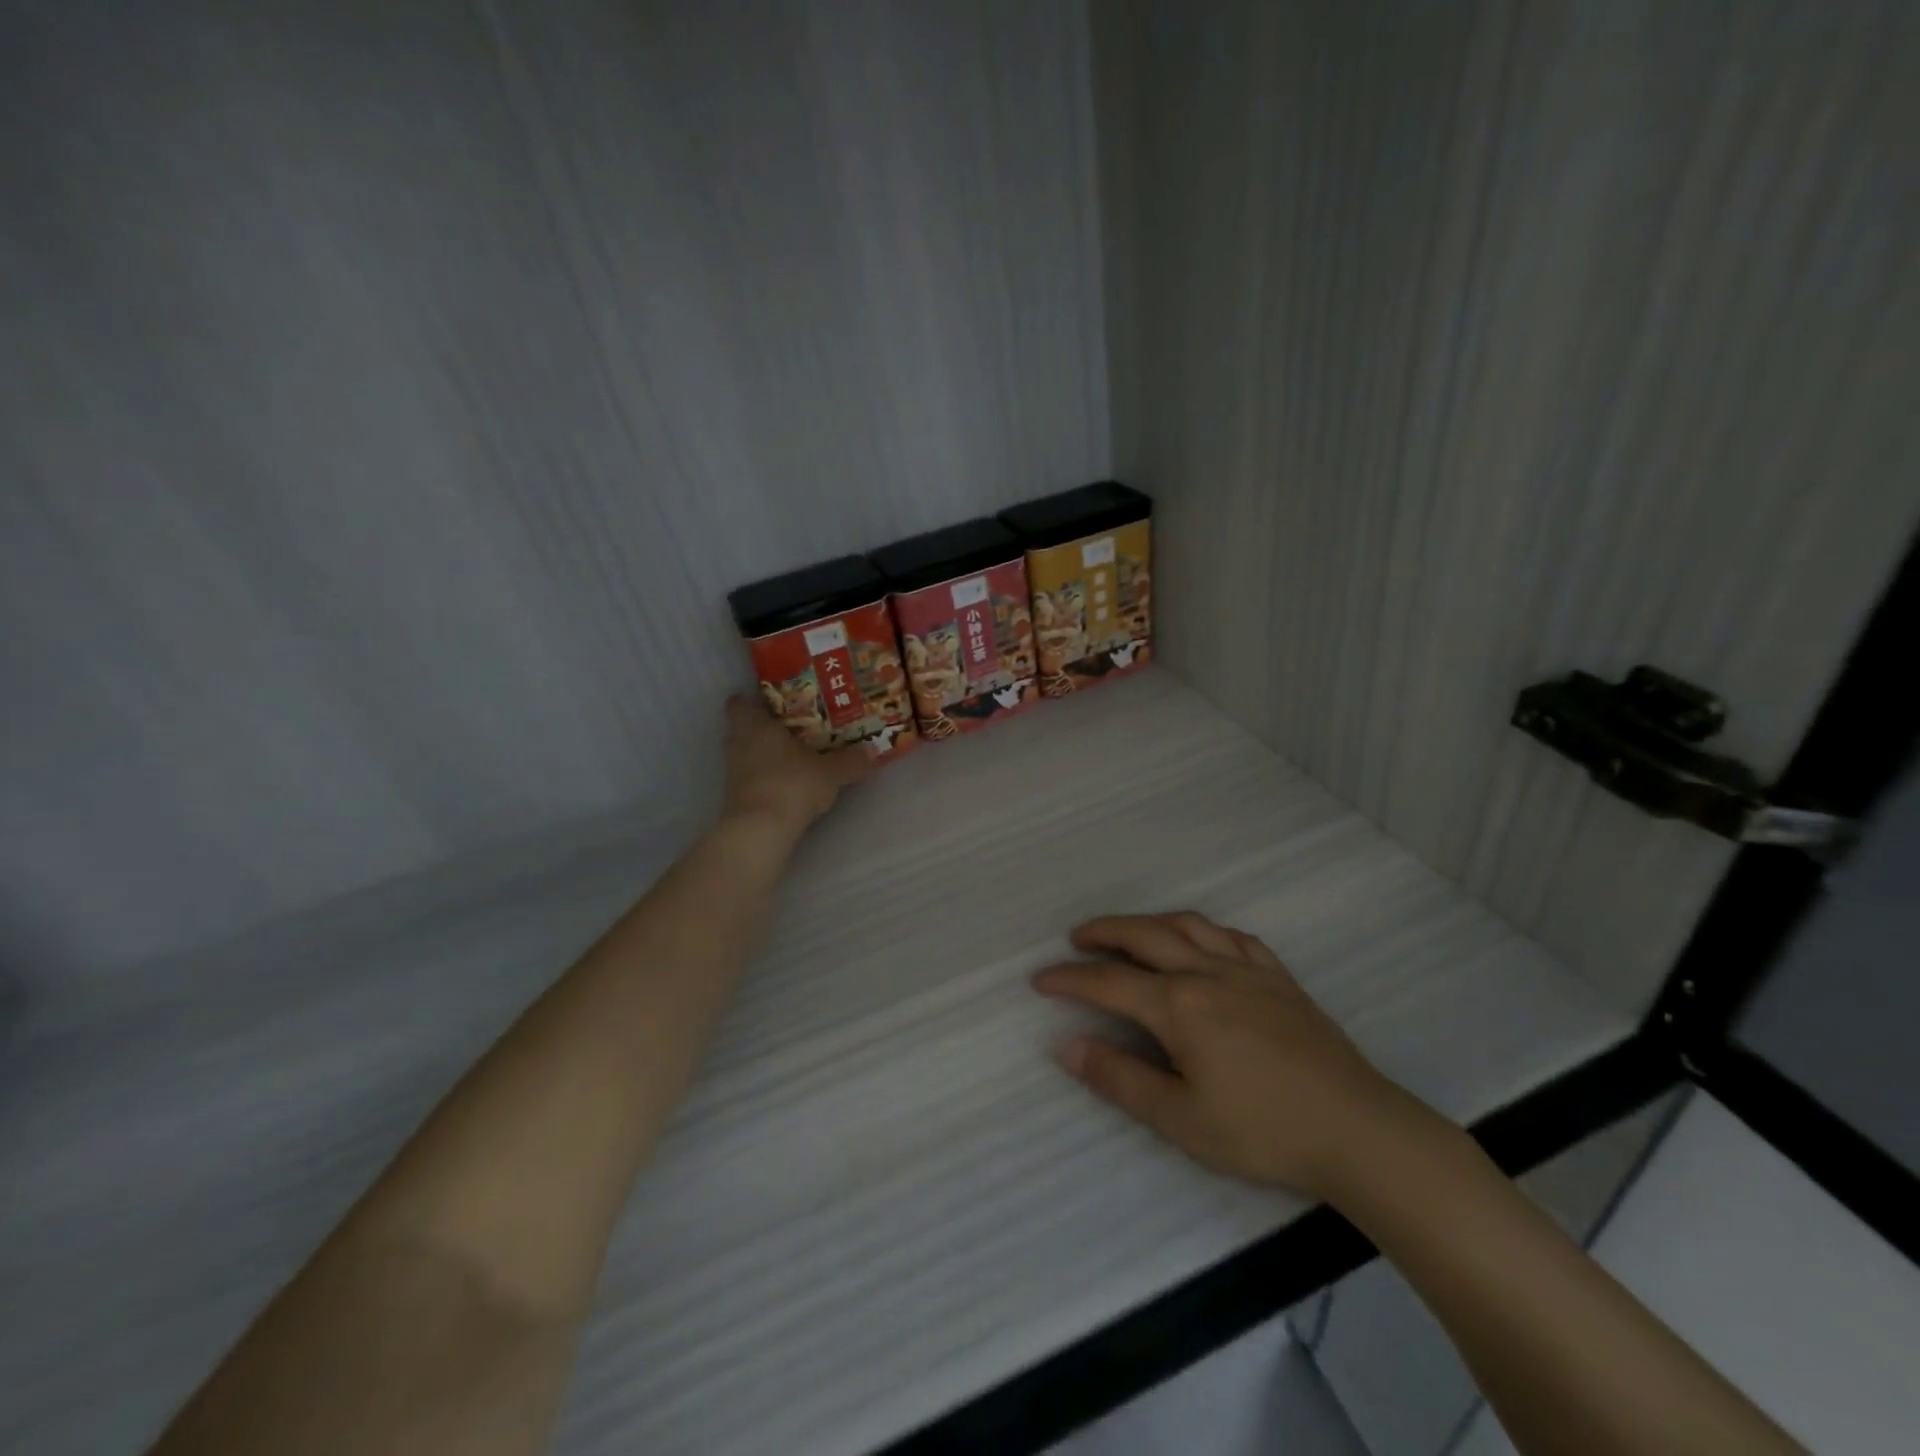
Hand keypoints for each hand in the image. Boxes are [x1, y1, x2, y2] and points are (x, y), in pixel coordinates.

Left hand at [721, 694, 872, 833]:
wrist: (761, 830)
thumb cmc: (792, 784)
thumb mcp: (831, 772)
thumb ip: (851, 760)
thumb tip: (872, 750)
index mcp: (755, 725)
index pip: (739, 703)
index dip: (752, 702)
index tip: (773, 704)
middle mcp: (737, 744)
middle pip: (741, 729)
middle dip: (762, 729)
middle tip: (791, 730)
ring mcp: (732, 773)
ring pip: (745, 755)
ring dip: (763, 756)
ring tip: (792, 758)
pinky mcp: (734, 798)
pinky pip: (749, 779)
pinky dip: (763, 779)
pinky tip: (786, 785)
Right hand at [1032, 912, 1419, 1198]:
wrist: (1358, 1130)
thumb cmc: (1263, 1130)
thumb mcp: (1181, 1120)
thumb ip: (1120, 1079)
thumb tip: (1067, 1046)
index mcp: (1179, 1006)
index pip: (1108, 983)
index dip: (1069, 979)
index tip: (1039, 979)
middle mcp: (1207, 973)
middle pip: (1143, 936)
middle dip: (1103, 933)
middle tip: (1076, 938)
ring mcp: (1247, 970)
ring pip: (1187, 926)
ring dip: (1149, 922)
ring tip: (1129, 931)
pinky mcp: (1279, 978)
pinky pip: (1234, 937)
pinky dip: (1204, 931)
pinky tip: (1201, 941)